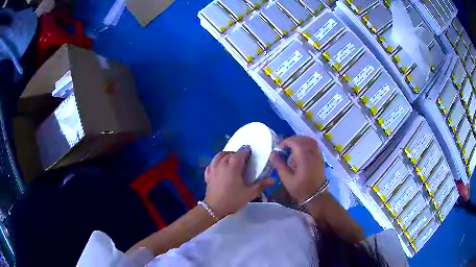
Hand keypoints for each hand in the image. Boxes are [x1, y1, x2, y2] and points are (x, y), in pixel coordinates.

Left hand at [204, 147, 273, 218]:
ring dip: (226, 155)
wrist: (214, 208)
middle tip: (243, 159)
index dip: (246, 151)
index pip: (240, 153)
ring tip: (231, 159)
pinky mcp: (208, 175)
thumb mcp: (250, 193)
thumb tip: (273, 179)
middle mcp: (222, 164)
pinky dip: (216, 162)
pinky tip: (219, 166)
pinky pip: (211, 164)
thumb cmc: (233, 199)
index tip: (251, 152)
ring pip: (218, 156)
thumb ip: (261, 185)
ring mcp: (213, 169)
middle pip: (229, 154)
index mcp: (233, 166)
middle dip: (237, 153)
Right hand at [269, 136, 325, 203]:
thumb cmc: (300, 188)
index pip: (294, 141)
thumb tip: (272, 154)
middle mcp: (312, 152)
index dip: (284, 142)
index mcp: (303, 156)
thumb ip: (279, 165)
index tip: (279, 150)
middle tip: (284, 148)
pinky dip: (306, 144)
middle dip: (291, 140)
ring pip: (309, 140)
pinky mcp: (320, 158)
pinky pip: (314, 145)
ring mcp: (318, 154)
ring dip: (300, 141)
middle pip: (302, 139)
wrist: (316, 195)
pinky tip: (301, 152)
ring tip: (292, 148)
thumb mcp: (287, 178)